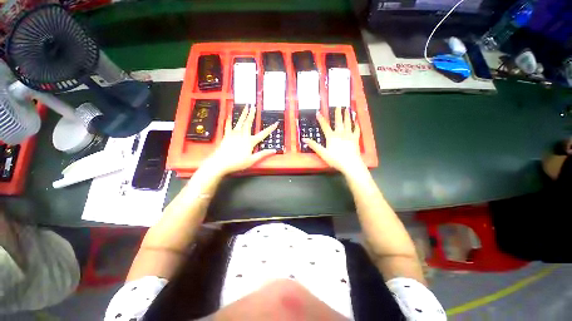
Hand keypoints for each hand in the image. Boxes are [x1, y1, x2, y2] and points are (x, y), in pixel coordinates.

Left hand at [208, 105, 277, 175]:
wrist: (220, 163)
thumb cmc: (237, 163)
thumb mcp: (252, 160)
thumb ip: (263, 154)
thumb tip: (273, 151)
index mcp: (250, 142)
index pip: (263, 134)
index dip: (270, 129)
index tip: (275, 123)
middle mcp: (242, 136)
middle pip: (248, 123)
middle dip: (252, 114)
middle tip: (254, 106)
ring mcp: (233, 135)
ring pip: (239, 122)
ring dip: (243, 114)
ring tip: (245, 107)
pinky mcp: (226, 136)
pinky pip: (228, 126)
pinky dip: (229, 120)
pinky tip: (229, 115)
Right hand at [303, 107, 364, 175]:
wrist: (350, 164)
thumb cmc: (335, 159)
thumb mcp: (322, 153)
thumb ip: (314, 145)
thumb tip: (304, 139)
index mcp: (331, 137)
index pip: (325, 126)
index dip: (321, 119)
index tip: (318, 112)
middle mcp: (340, 134)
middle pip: (338, 122)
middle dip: (338, 113)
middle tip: (339, 105)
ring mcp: (349, 135)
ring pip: (348, 123)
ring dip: (347, 116)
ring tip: (347, 109)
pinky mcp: (355, 139)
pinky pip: (356, 130)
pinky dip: (356, 125)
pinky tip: (356, 122)